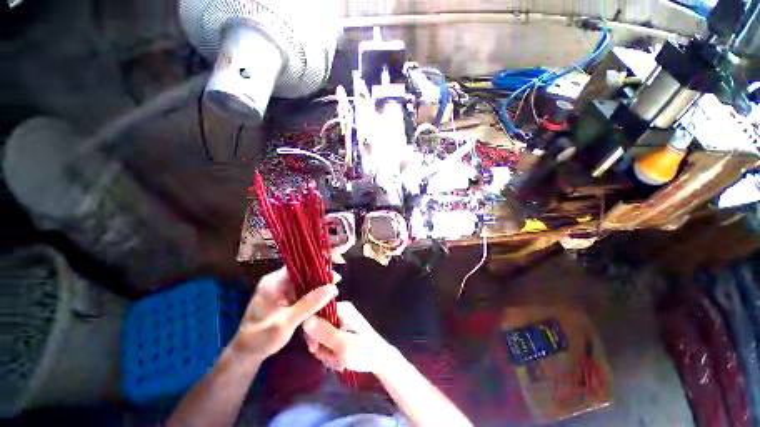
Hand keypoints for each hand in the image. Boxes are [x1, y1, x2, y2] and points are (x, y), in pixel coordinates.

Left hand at [233, 267, 337, 362]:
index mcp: (274, 282)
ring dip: (318, 291)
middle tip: (336, 288)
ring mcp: (280, 290)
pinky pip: (301, 293)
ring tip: (332, 297)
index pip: (301, 266)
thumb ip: (308, 304)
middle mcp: (277, 281)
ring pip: (305, 284)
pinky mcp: (283, 299)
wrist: (244, 355)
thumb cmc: (260, 339)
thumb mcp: (286, 322)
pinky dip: (312, 298)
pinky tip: (321, 304)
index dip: (319, 268)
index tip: (335, 275)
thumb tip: (332, 288)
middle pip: (304, 274)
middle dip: (321, 281)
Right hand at [302, 301, 397, 373]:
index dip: (311, 332)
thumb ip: (325, 333)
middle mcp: (339, 312)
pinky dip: (330, 354)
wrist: (380, 361)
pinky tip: (340, 361)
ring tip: (339, 360)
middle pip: (315, 327)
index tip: (316, 347)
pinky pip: (326, 343)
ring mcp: (340, 321)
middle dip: (321, 346)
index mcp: (342, 309)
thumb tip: (305, 319)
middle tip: (332, 356)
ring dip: (326, 353)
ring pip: (319, 338)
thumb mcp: (344, 345)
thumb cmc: (365, 352)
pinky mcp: (340, 331)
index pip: (315, 314)